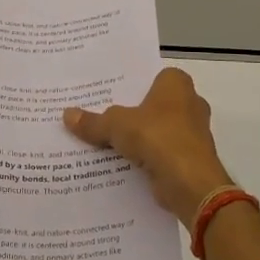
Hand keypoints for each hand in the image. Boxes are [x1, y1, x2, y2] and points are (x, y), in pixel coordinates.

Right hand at [64, 67, 234, 221]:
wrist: (191, 183)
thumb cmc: (157, 137)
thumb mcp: (116, 125)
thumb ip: (93, 121)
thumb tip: (66, 114)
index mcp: (176, 84)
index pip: (151, 76)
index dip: (130, 84)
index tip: (107, 92)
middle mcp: (190, 103)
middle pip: (152, 104)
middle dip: (131, 112)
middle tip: (100, 116)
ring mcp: (193, 132)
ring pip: (157, 130)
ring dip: (138, 137)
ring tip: (105, 141)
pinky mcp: (191, 159)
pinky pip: (162, 152)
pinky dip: (146, 158)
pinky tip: (121, 164)